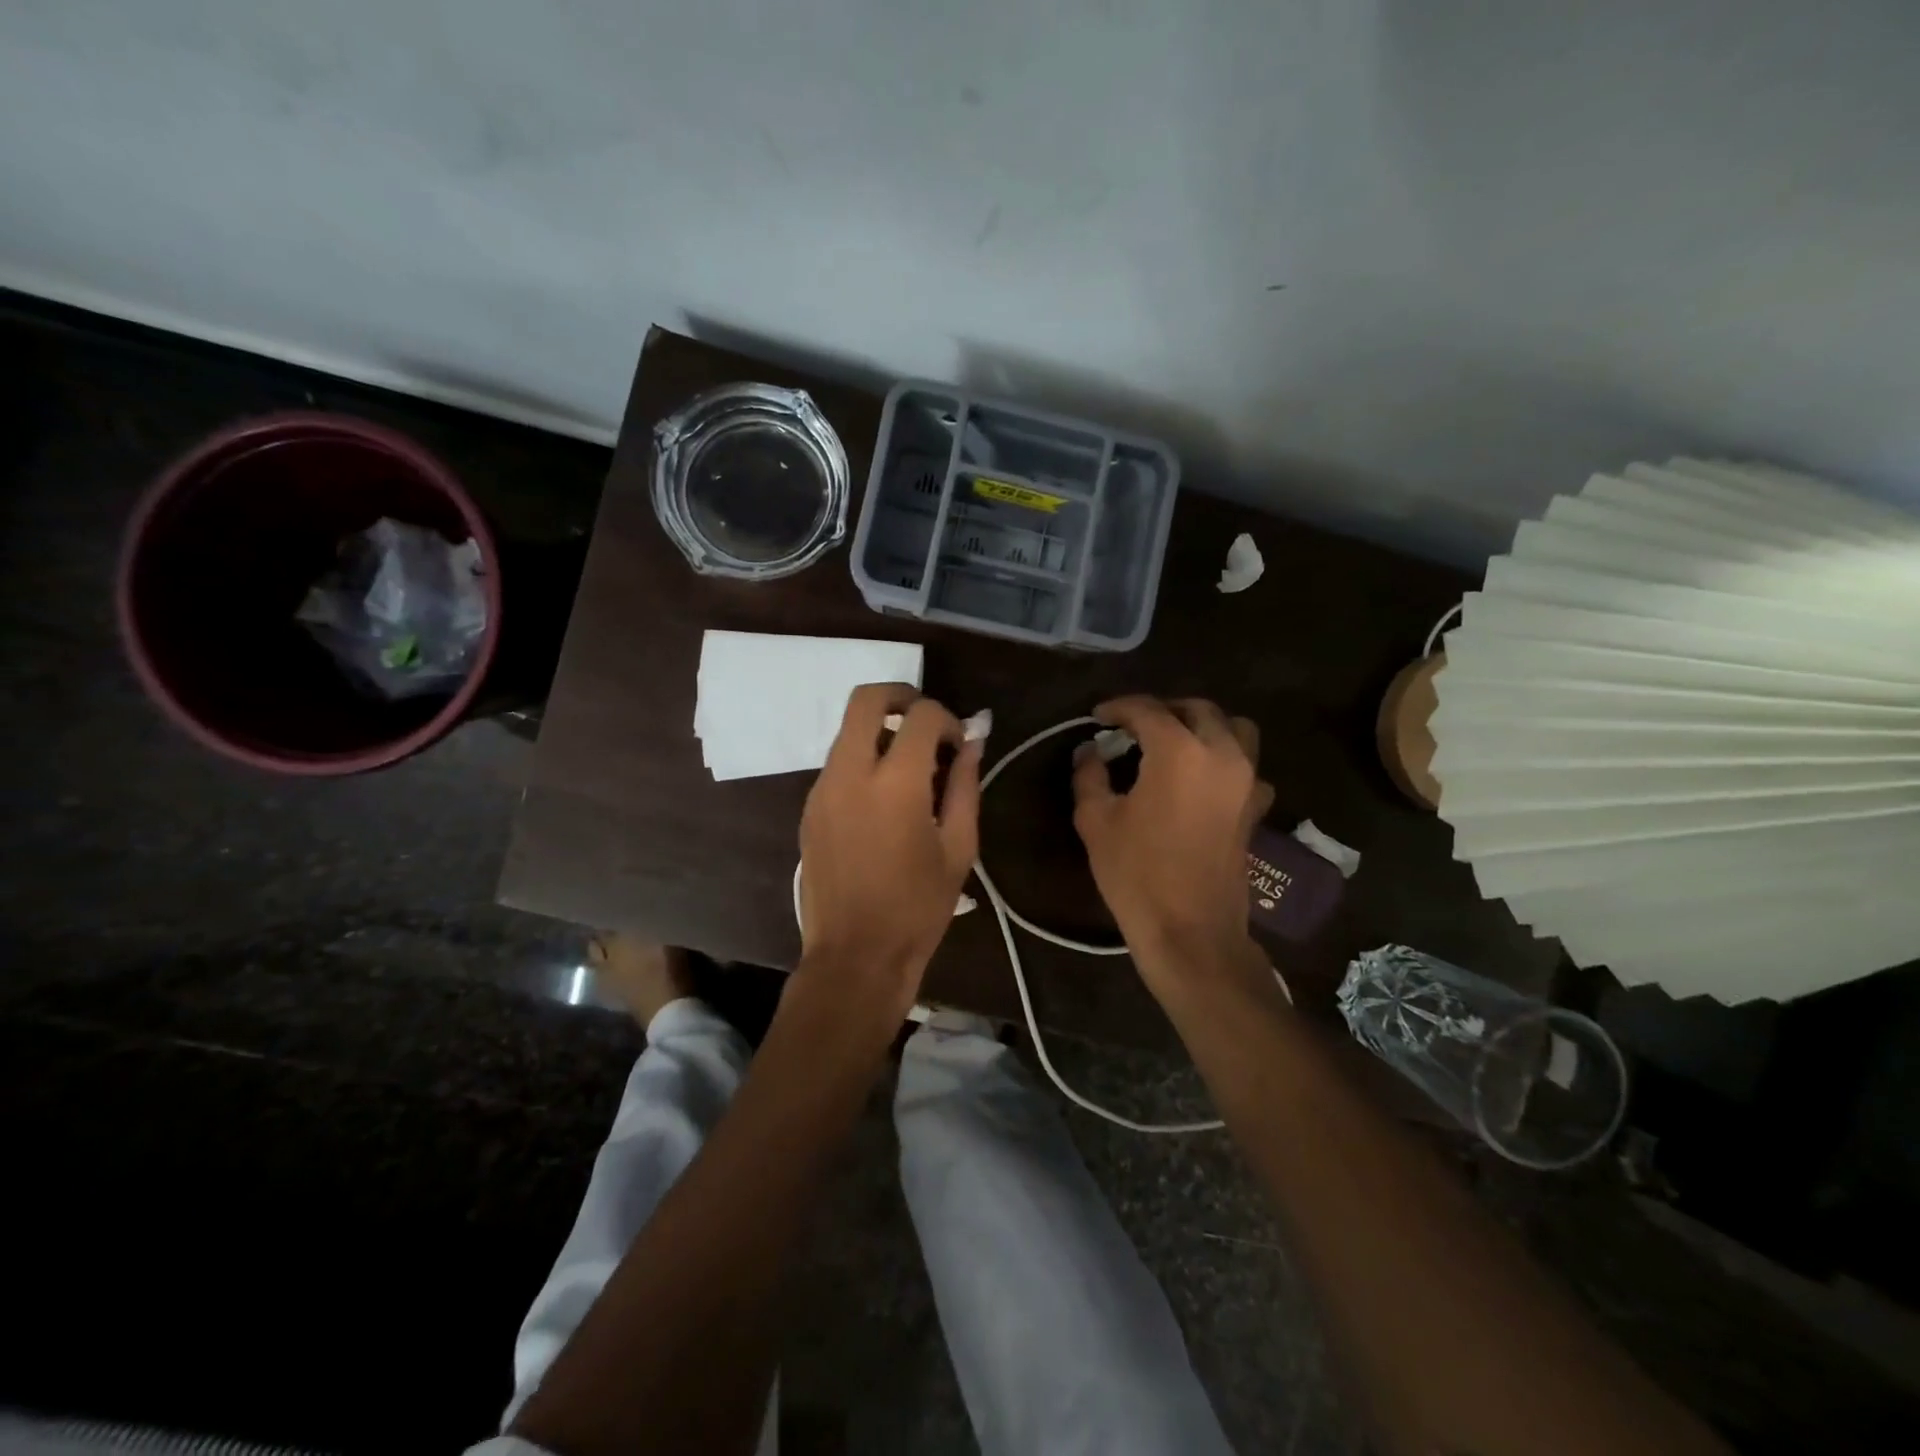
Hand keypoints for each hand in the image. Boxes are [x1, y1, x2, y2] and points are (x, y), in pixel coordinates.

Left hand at [797, 684, 981, 1022]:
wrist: (855, 955)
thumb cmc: (918, 907)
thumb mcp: (958, 848)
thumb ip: (964, 785)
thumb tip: (972, 742)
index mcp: (895, 784)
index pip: (920, 716)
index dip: (947, 719)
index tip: (959, 744)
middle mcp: (850, 774)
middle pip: (865, 699)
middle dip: (900, 697)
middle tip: (926, 723)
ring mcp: (822, 789)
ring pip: (848, 731)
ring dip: (881, 733)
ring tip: (911, 771)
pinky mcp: (809, 808)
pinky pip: (838, 763)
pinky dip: (864, 760)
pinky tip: (885, 800)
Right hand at [1072, 695, 1272, 995]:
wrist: (1190, 931)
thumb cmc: (1136, 873)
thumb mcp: (1096, 821)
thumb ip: (1089, 775)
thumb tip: (1091, 751)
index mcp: (1179, 751)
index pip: (1147, 710)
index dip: (1118, 708)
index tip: (1097, 717)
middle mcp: (1221, 754)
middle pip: (1197, 709)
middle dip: (1162, 710)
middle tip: (1132, 726)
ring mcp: (1246, 780)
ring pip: (1233, 728)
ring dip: (1202, 725)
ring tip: (1173, 742)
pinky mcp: (1255, 807)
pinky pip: (1246, 765)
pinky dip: (1225, 759)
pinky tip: (1201, 779)